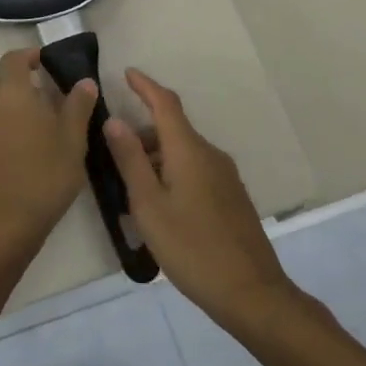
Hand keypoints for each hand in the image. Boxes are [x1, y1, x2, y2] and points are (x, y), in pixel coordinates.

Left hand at [0, 48, 97, 267]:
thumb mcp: (73, 143)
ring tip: (20, 131)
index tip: (41, 63)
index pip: (12, 59)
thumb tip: (85, 81)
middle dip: (7, 83)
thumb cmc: (44, 179)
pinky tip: (4, 158)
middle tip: (31, 99)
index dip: (26, 56)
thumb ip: (78, 107)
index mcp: (13, 95)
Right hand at [105, 69, 296, 331]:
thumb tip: (114, 120)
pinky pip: (195, 171)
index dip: (145, 86)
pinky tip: (161, 209)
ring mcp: (225, 176)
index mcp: (189, 150)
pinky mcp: (232, 198)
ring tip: (132, 193)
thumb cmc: (192, 247)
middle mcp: (210, 154)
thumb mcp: (149, 205)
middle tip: (113, 160)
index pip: (165, 103)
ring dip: (156, 160)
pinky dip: (173, 175)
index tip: (127, 73)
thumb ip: (130, 160)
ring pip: (183, 153)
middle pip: (172, 130)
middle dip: (142, 135)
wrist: (252, 293)